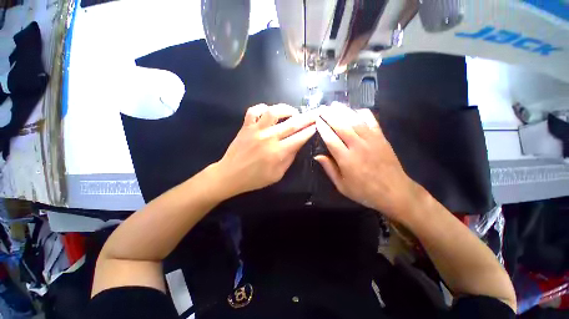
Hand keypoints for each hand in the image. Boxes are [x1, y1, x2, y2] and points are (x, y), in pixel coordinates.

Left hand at [213, 104, 315, 197]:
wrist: (230, 175)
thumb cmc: (255, 179)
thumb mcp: (277, 175)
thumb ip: (289, 159)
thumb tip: (298, 144)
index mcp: (278, 152)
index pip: (299, 137)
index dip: (310, 130)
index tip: (318, 124)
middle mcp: (269, 138)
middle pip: (292, 123)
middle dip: (307, 117)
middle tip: (316, 112)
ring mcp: (256, 130)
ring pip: (274, 112)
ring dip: (286, 109)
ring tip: (293, 112)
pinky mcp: (246, 127)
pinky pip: (253, 111)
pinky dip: (262, 108)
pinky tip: (268, 111)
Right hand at [314, 103, 422, 220]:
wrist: (395, 192)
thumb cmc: (364, 191)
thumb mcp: (342, 186)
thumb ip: (329, 169)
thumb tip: (317, 156)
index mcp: (346, 160)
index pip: (331, 139)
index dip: (322, 128)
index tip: (316, 120)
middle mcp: (358, 146)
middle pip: (341, 126)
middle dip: (330, 115)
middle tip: (322, 108)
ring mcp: (371, 140)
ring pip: (355, 121)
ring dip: (343, 111)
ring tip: (334, 104)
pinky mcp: (382, 138)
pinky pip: (372, 121)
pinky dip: (363, 113)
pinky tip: (356, 110)